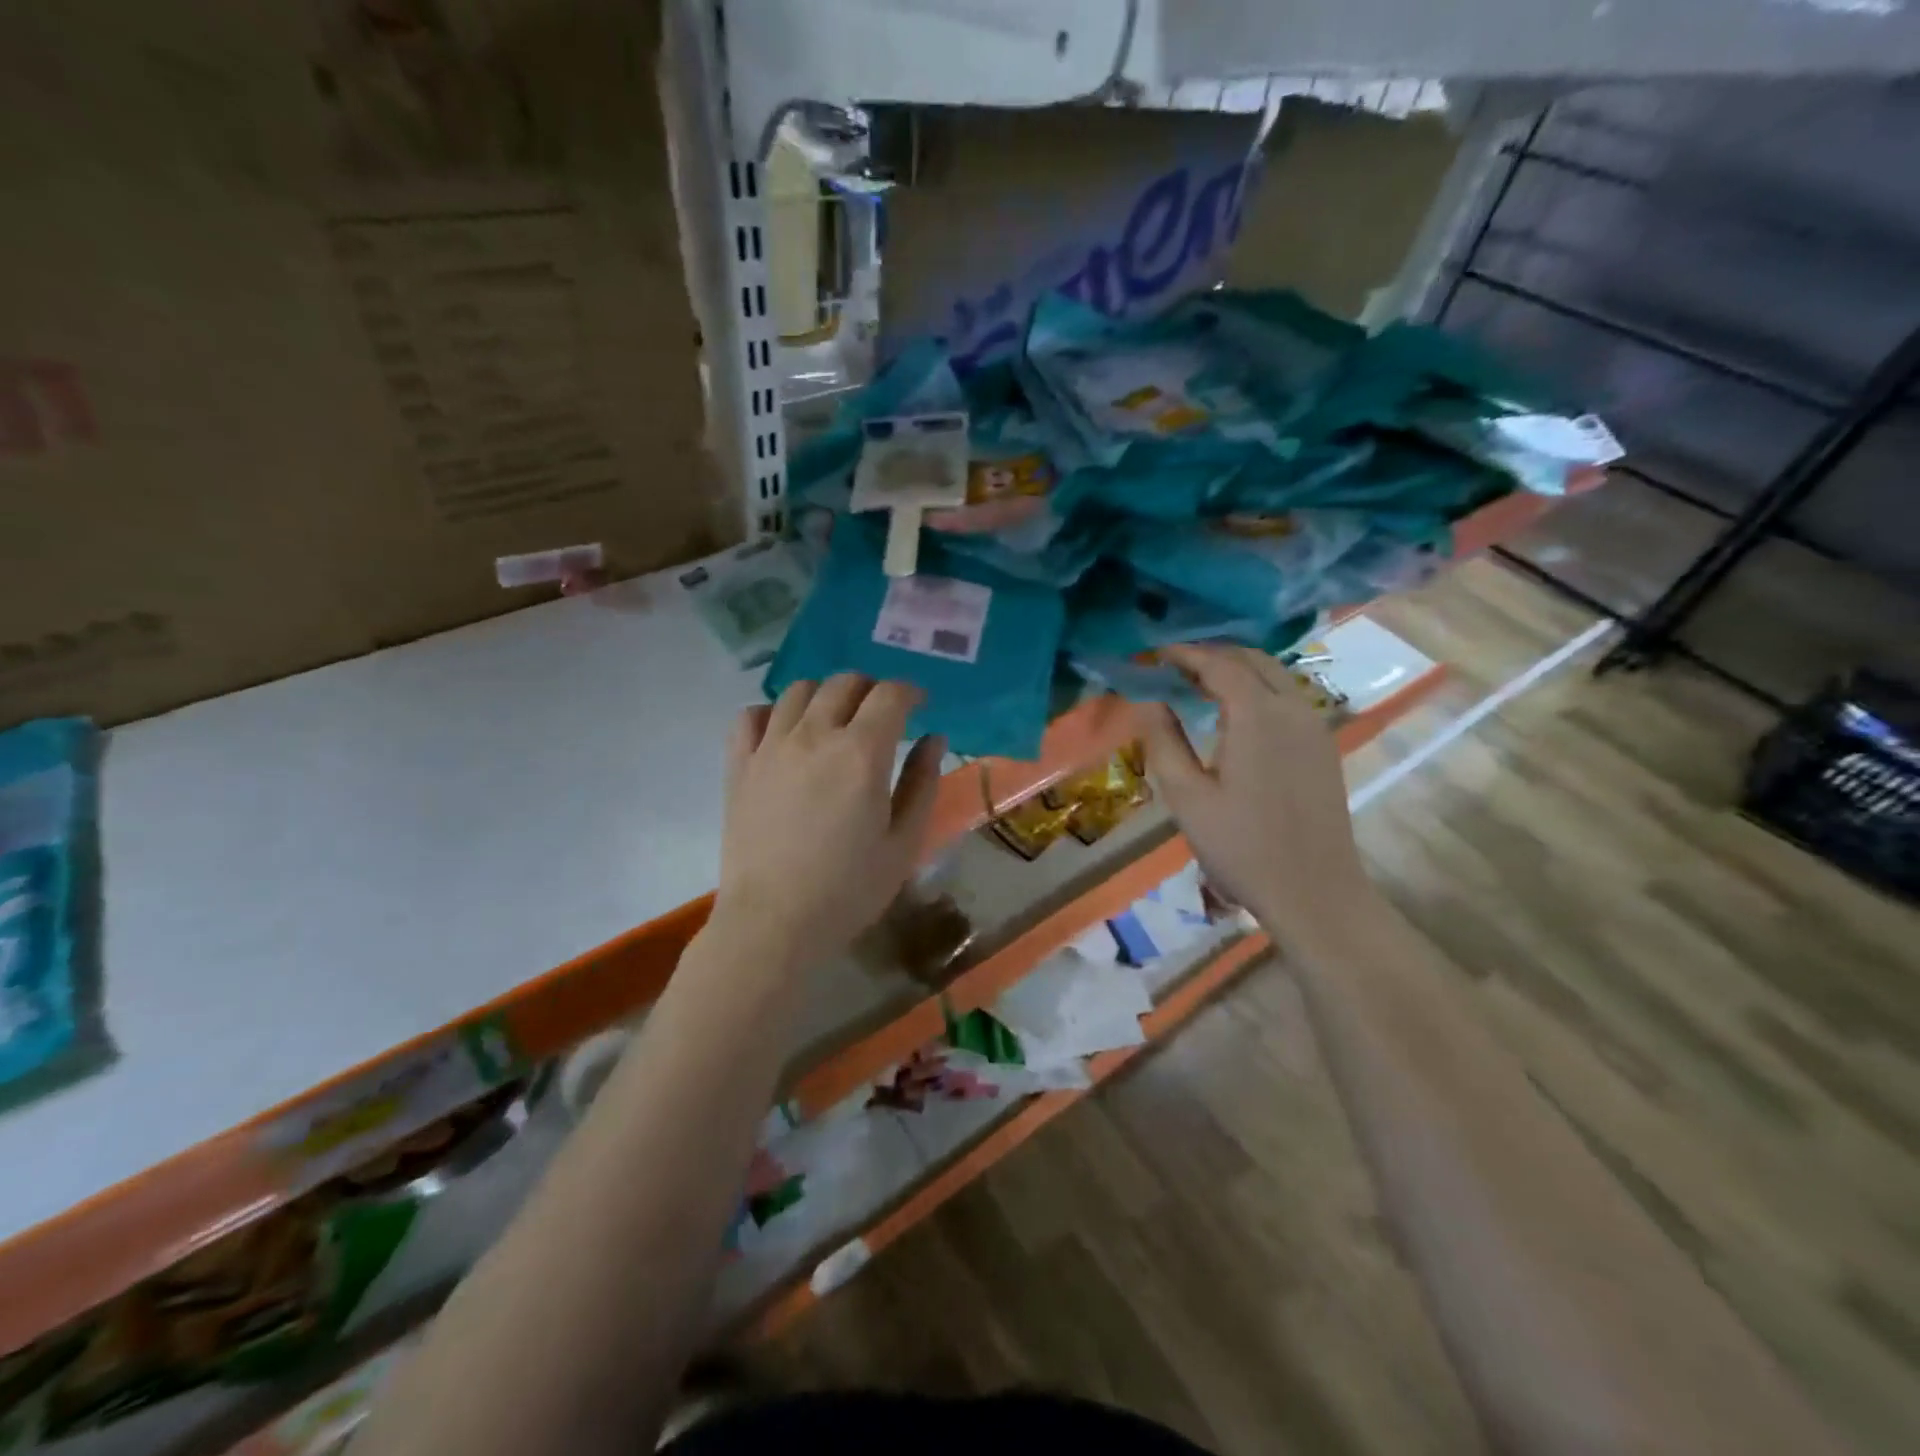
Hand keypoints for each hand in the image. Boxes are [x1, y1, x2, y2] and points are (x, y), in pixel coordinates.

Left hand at [712, 675, 945, 969]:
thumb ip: (922, 783)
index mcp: (861, 753)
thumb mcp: (903, 843)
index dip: (910, 692)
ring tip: (836, 719)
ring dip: (826, 694)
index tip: (919, 705)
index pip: (890, 694)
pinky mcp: (739, 765)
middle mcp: (814, 735)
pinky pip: (751, 716)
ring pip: (798, 690)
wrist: (773, 924)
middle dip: (871, 689)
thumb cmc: (848, 890)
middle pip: (844, 683)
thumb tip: (933, 738)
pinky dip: (773, 712)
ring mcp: (770, 747)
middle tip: (882, 714)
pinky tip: (786, 732)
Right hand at [1139, 644, 1373, 944]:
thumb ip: (1163, 740)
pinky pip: (1288, 698)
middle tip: (1174, 668)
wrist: (1314, 892)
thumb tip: (1148, 700)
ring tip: (1198, 687)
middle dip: (1212, 655)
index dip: (1185, 654)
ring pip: (1275, 676)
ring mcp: (1315, 727)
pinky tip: (1234, 716)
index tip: (1154, 654)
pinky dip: (1257, 690)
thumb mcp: (1187, 796)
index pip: (1219, 663)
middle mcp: (1293, 709)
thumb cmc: (1241, 847)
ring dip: (1236, 671)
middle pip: (1252, 660)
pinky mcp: (1323, 747)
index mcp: (1258, 716)